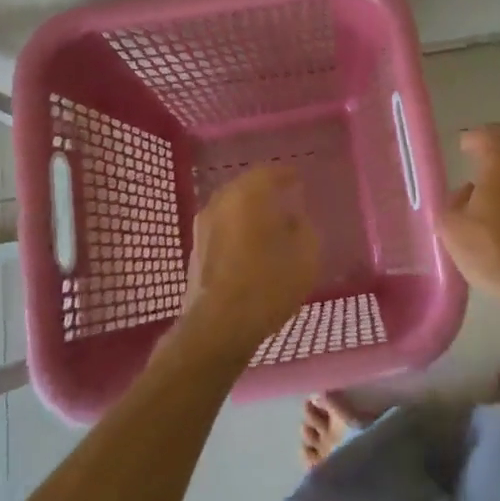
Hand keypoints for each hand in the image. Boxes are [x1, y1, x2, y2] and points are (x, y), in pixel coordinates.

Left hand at [178, 166, 321, 360]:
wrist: (218, 327)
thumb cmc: (267, 285)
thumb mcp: (304, 257)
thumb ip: (304, 230)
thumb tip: (295, 219)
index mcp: (247, 196)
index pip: (267, 172)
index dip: (285, 174)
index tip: (298, 179)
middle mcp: (220, 204)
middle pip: (244, 187)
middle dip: (264, 190)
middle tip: (283, 197)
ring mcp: (202, 227)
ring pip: (230, 207)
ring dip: (248, 210)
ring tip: (268, 222)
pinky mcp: (195, 251)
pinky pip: (221, 228)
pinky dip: (236, 228)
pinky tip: (250, 244)